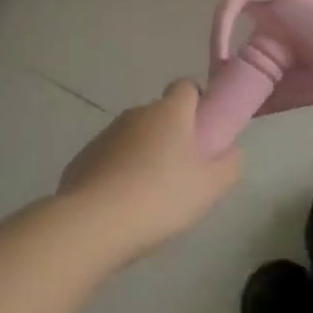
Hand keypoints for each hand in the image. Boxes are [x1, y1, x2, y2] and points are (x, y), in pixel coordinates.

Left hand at [56, 81, 241, 259]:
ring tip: (151, 196)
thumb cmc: (160, 197)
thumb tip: (229, 151)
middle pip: (161, 115)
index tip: (205, 131)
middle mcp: (137, 114)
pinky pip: (111, 159)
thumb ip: (229, 164)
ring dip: (145, 155)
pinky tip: (122, 206)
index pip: (187, 86)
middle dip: (173, 136)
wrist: (92, 225)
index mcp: (170, 112)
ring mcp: (106, 135)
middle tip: (183, 172)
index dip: (198, 103)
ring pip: (135, 138)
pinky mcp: (83, 158)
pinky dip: (119, 173)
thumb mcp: (211, 186)